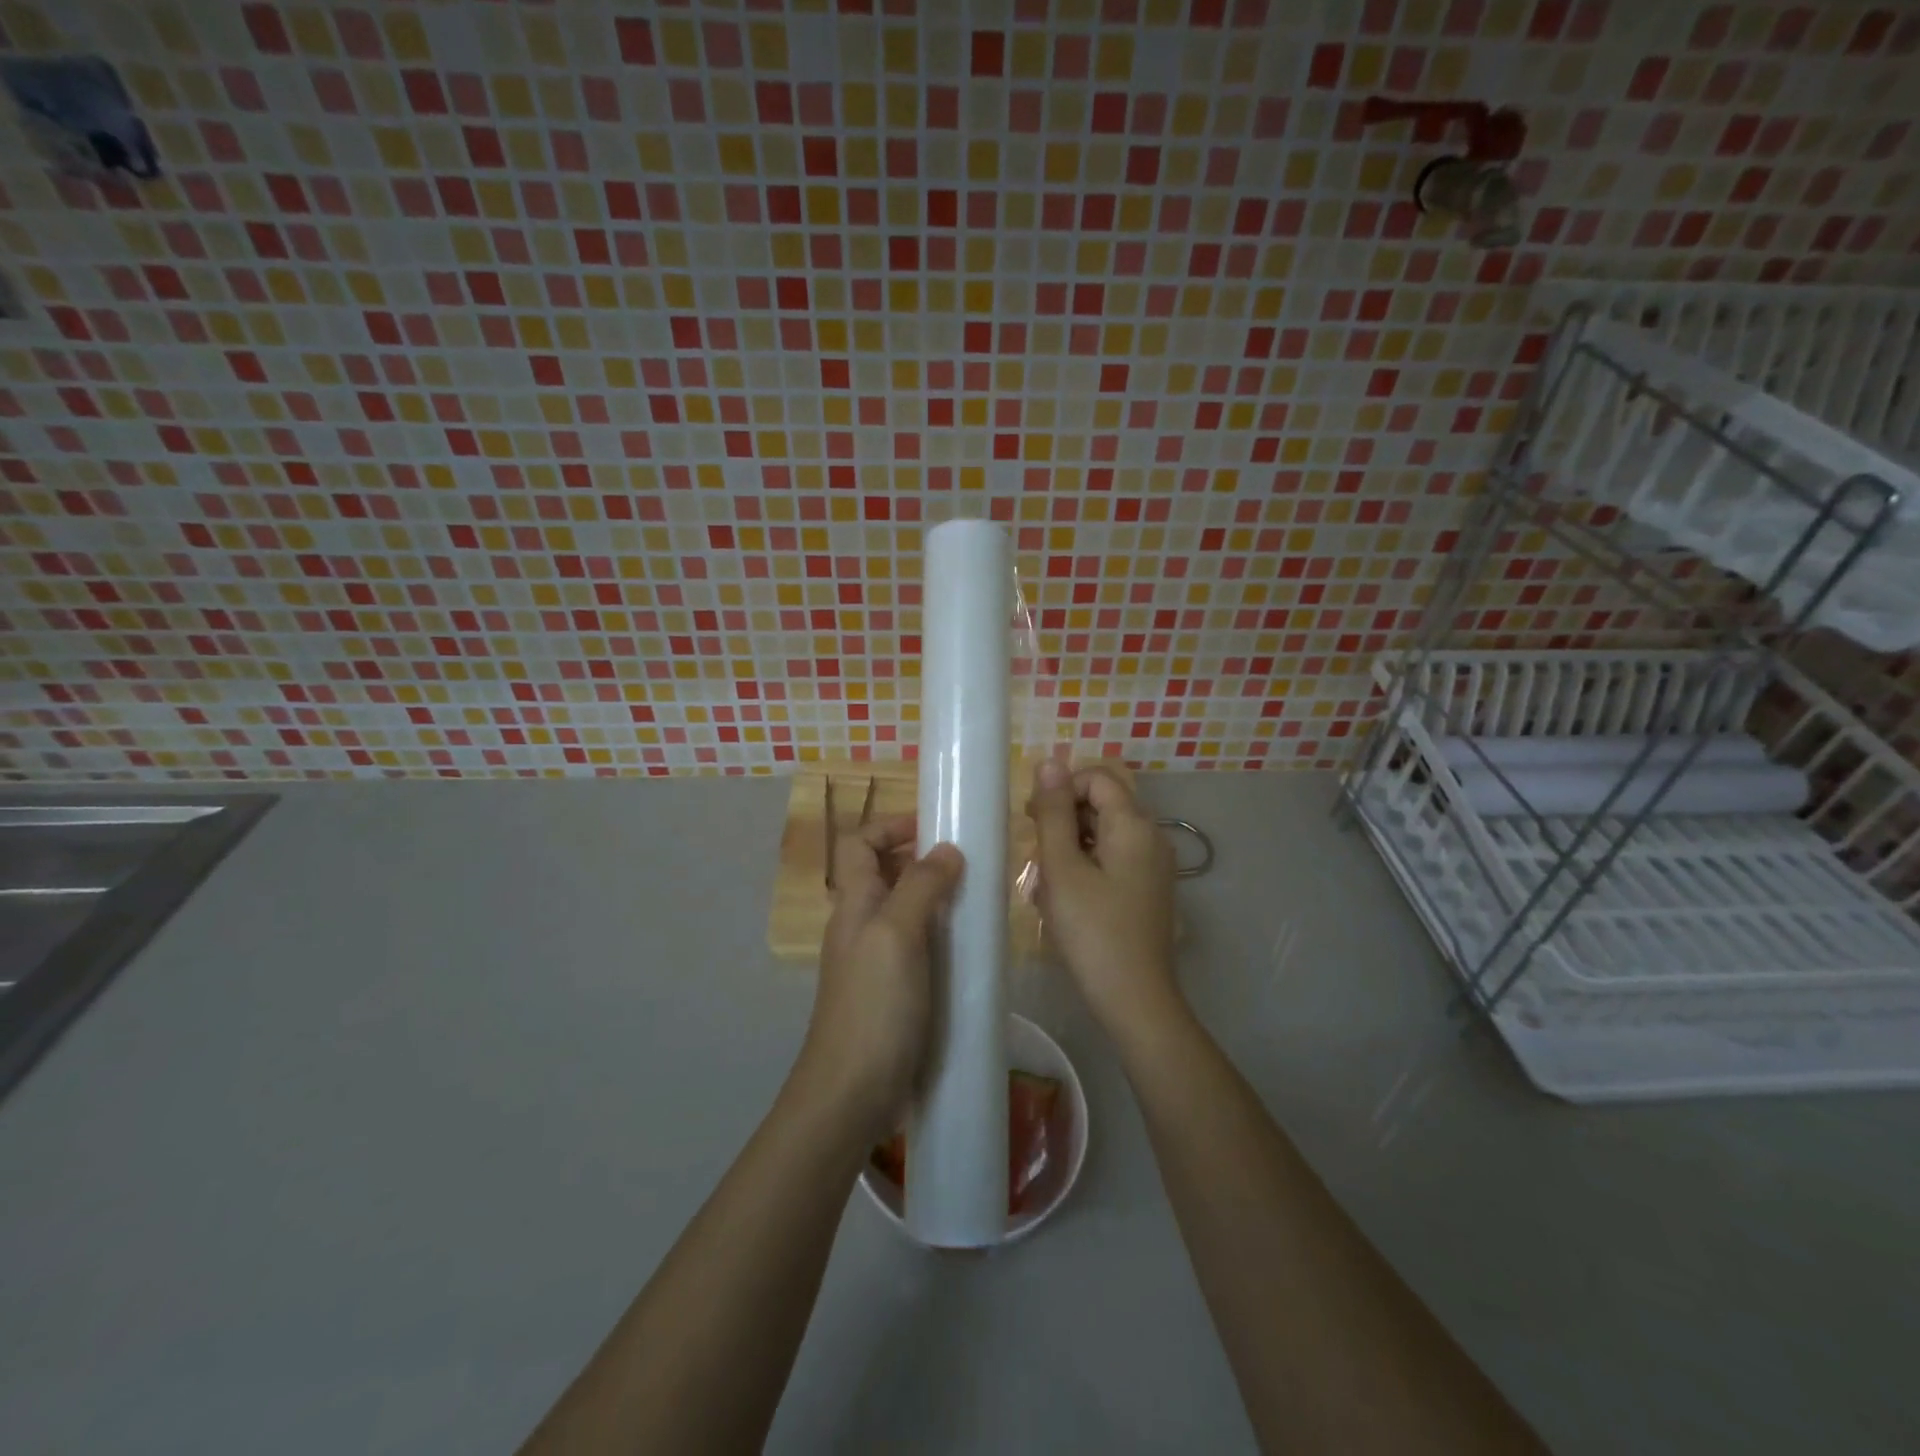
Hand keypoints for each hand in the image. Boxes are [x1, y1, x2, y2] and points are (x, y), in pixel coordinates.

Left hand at [800, 815, 964, 1140]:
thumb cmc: (873, 1007)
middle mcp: (860, 925)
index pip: (858, 844)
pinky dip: (941, 937)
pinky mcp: (893, 991)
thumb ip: (921, 887)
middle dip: (921, 860)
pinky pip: (917, 947)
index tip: (935, 828)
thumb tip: (947, 849)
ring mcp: (875, 960)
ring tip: (977, 903)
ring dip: (936, 899)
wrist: (850, 1093)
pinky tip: (970, 950)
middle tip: (969, 865)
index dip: (890, 826)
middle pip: (883, 873)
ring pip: (904, 911)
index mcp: (854, 903)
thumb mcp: (897, 935)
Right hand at [1027, 760, 1180, 1037]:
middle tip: (1036, 852)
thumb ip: (1054, 812)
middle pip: (1103, 803)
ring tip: (1047, 881)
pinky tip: (1066, 897)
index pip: (1097, 778)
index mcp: (1134, 825)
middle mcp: (1152, 836)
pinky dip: (1087, 865)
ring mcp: (1154, 865)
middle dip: (1064, 818)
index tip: (1034, 821)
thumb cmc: (1092, 930)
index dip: (1061, 790)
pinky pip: (1113, 858)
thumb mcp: (1062, 868)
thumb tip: (1050, 761)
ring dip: (1071, 844)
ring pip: (1105, 832)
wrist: (1135, 999)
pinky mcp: (1149, 889)